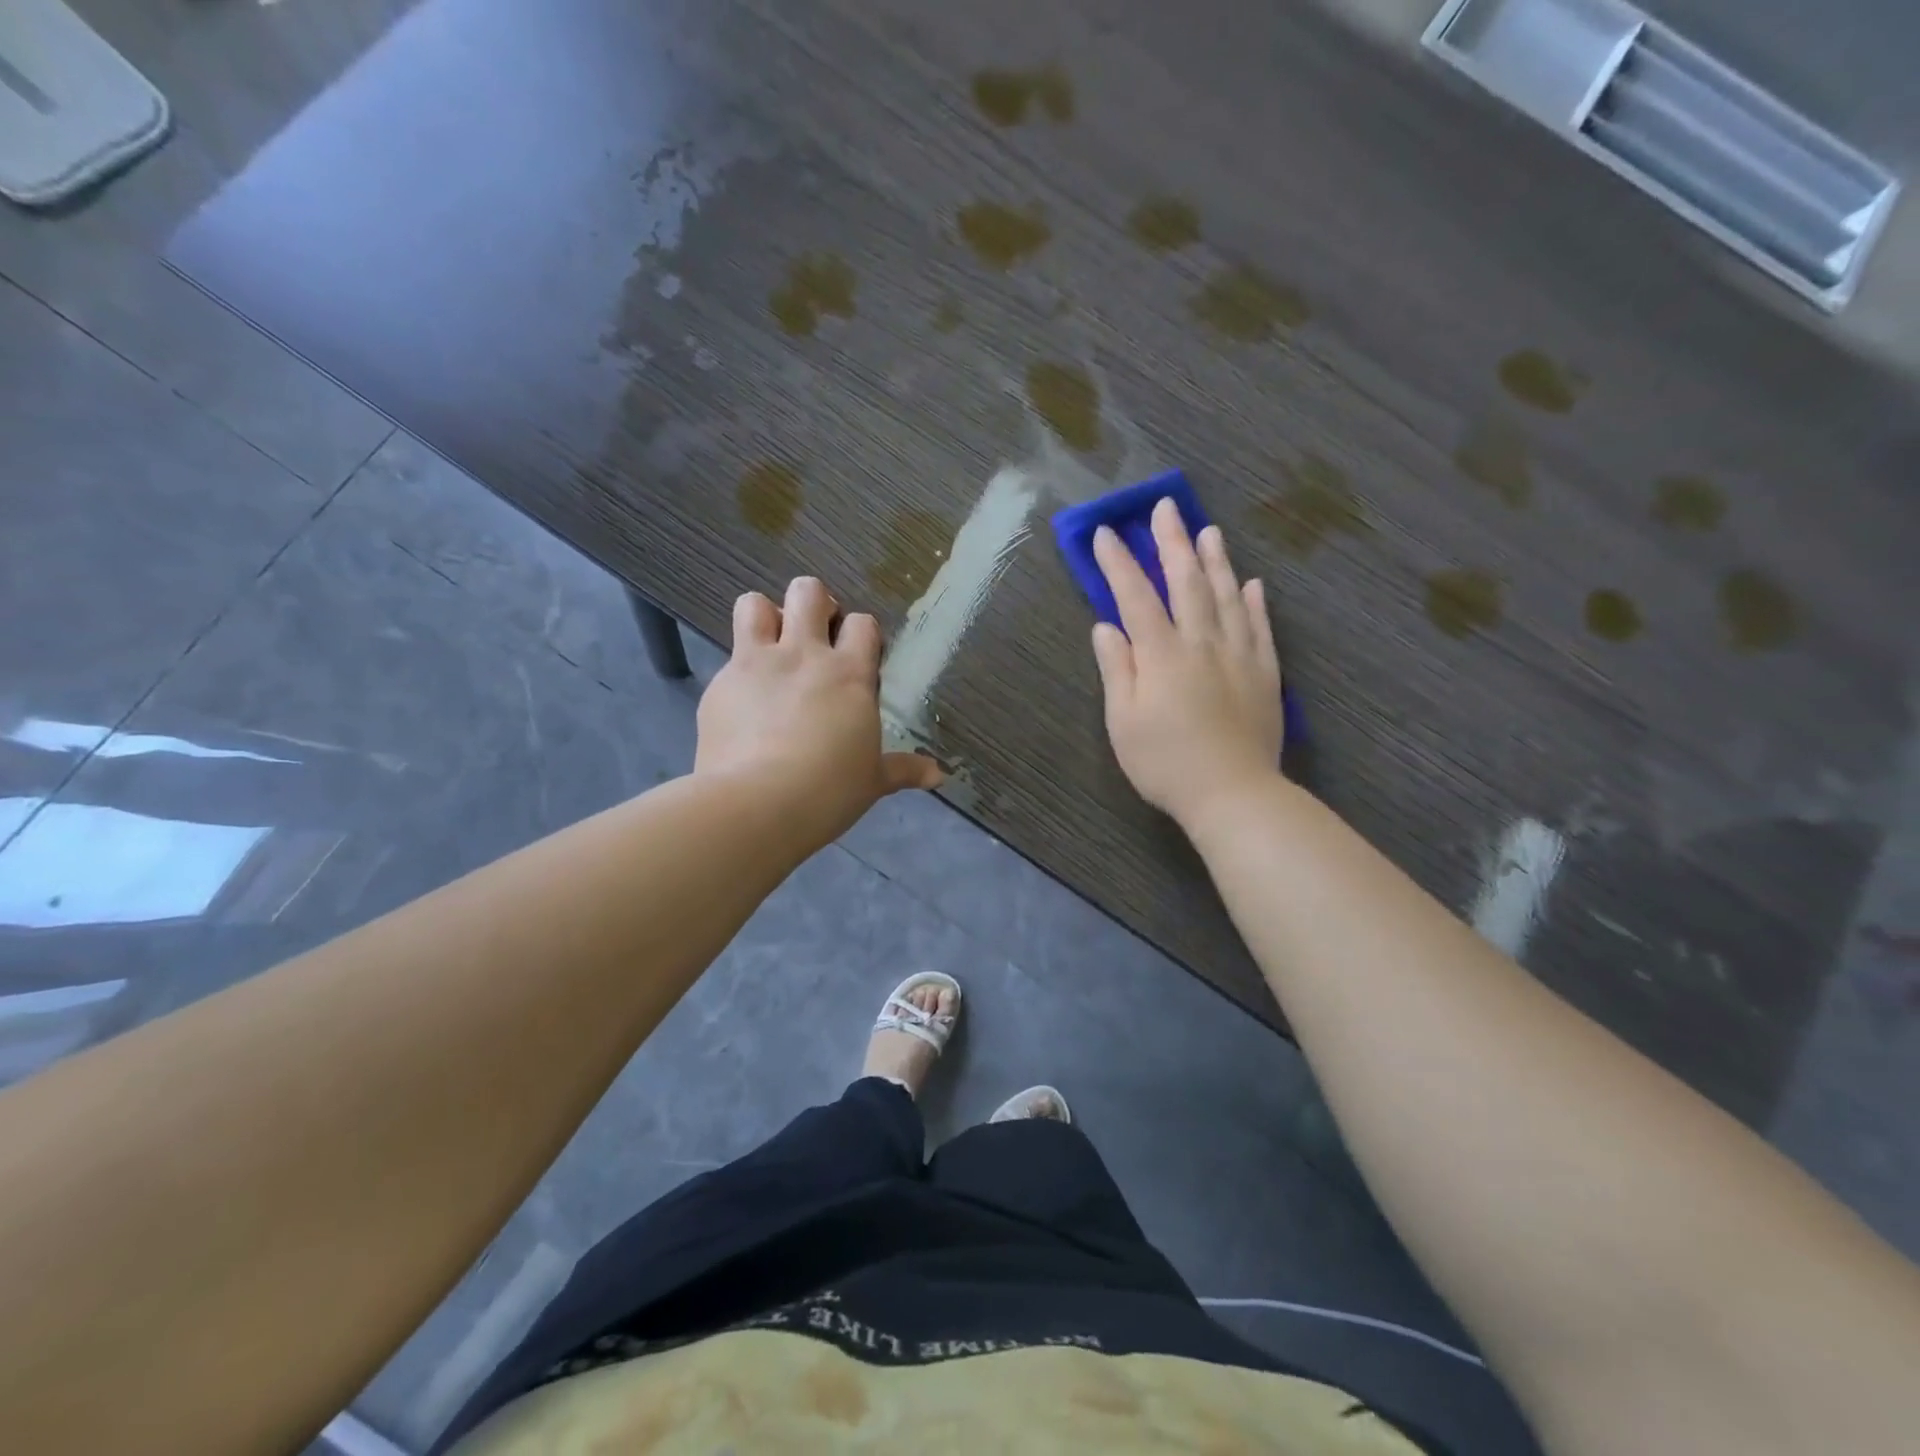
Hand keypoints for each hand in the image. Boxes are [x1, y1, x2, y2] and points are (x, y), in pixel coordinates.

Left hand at [696, 577, 942, 844]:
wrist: (756, 804)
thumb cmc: (828, 791)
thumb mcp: (872, 781)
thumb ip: (904, 770)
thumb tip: (939, 776)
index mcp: (848, 674)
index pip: (862, 623)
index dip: (861, 634)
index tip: (859, 658)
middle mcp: (803, 655)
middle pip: (808, 592)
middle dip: (814, 605)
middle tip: (816, 637)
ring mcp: (756, 664)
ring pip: (755, 604)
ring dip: (765, 617)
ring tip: (773, 648)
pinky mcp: (719, 684)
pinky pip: (728, 656)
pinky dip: (739, 670)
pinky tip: (743, 703)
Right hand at [1090, 499, 1283, 826]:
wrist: (1232, 793)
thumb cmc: (1165, 763)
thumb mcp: (1123, 722)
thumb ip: (1117, 669)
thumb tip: (1105, 626)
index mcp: (1161, 655)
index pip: (1136, 597)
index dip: (1119, 563)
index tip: (1106, 533)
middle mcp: (1201, 643)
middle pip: (1186, 582)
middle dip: (1172, 543)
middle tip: (1165, 508)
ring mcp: (1239, 655)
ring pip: (1227, 596)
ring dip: (1216, 560)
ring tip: (1208, 531)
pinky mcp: (1265, 673)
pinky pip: (1260, 627)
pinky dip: (1254, 602)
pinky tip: (1252, 583)